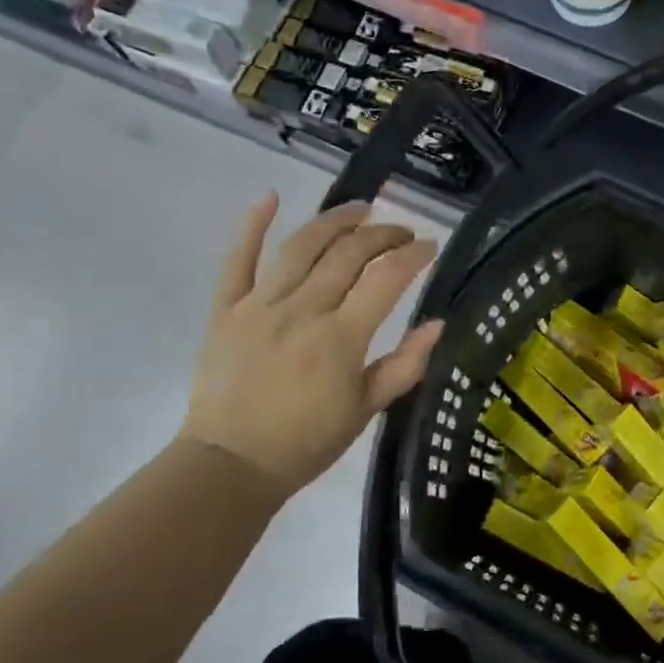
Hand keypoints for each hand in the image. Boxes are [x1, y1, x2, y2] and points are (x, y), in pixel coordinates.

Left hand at [179, 194, 442, 501]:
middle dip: (382, 234)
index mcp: (340, 338)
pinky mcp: (226, 310)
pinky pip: (237, 260)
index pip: (386, 279)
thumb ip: (405, 365)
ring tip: (360, 208)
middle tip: (401, 231)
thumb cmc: (307, 442)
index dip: (413, 255)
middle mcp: (302, 310)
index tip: (431, 246)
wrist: (231, 465)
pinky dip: (252, 226)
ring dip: (334, 220)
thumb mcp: (366, 409)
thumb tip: (438, 323)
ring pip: (301, 247)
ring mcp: (259, 306)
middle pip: (348, 254)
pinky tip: (270, 198)